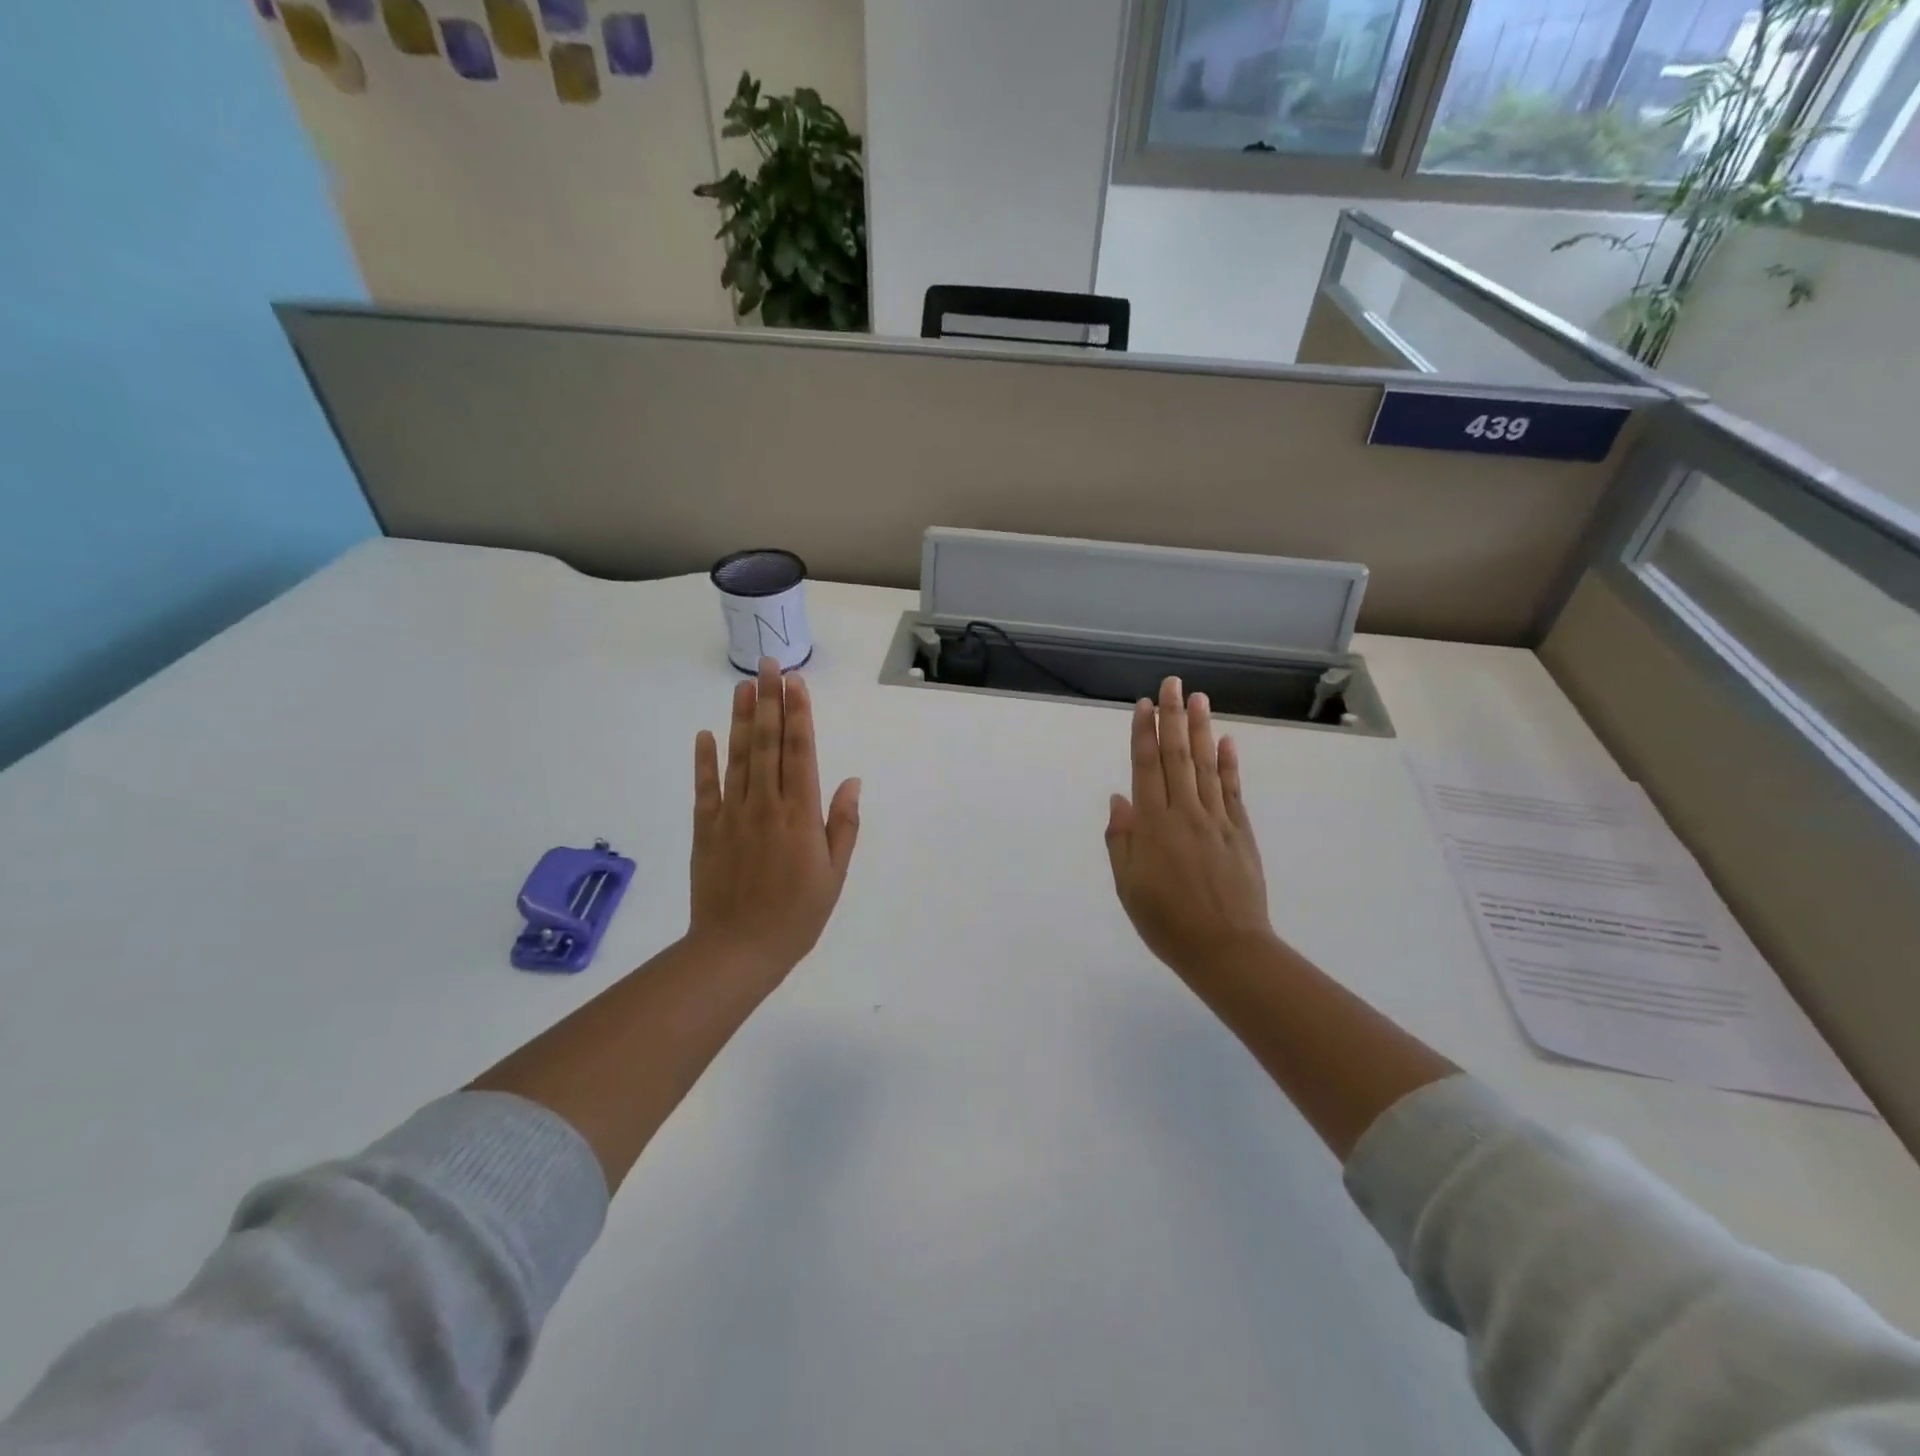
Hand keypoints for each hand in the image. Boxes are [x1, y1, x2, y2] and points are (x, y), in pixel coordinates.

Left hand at [689, 657, 860, 978]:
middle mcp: (765, 805)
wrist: (737, 950)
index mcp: (800, 815)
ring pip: (738, 757)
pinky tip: (705, 734)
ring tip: (744, 686)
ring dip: (741, 719)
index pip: (800, 753)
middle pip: (768, 744)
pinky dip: (704, 761)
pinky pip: (704, 789)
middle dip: (770, 701)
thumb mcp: (834, 875)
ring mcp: (731, 815)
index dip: (799, 715)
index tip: (796, 684)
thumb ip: (842, 825)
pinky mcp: (705, 830)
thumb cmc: (797, 915)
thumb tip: (851, 781)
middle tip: (770, 665)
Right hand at [1105, 677, 1277, 979]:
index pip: (1146, 768)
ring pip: (1206, 765)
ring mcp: (1217, 820)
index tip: (1144, 705)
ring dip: (1201, 730)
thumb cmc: (1167, 922)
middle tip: (1173, 683)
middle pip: (1176, 756)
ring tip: (1199, 698)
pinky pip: (1234, 790)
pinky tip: (1226, 742)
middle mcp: (1185, 813)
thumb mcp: (1129, 887)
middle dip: (1173, 717)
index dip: (1143, 734)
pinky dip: (1230, 764)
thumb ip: (1123, 841)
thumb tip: (1119, 800)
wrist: (1226, 950)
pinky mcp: (1240, 832)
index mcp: (1153, 826)